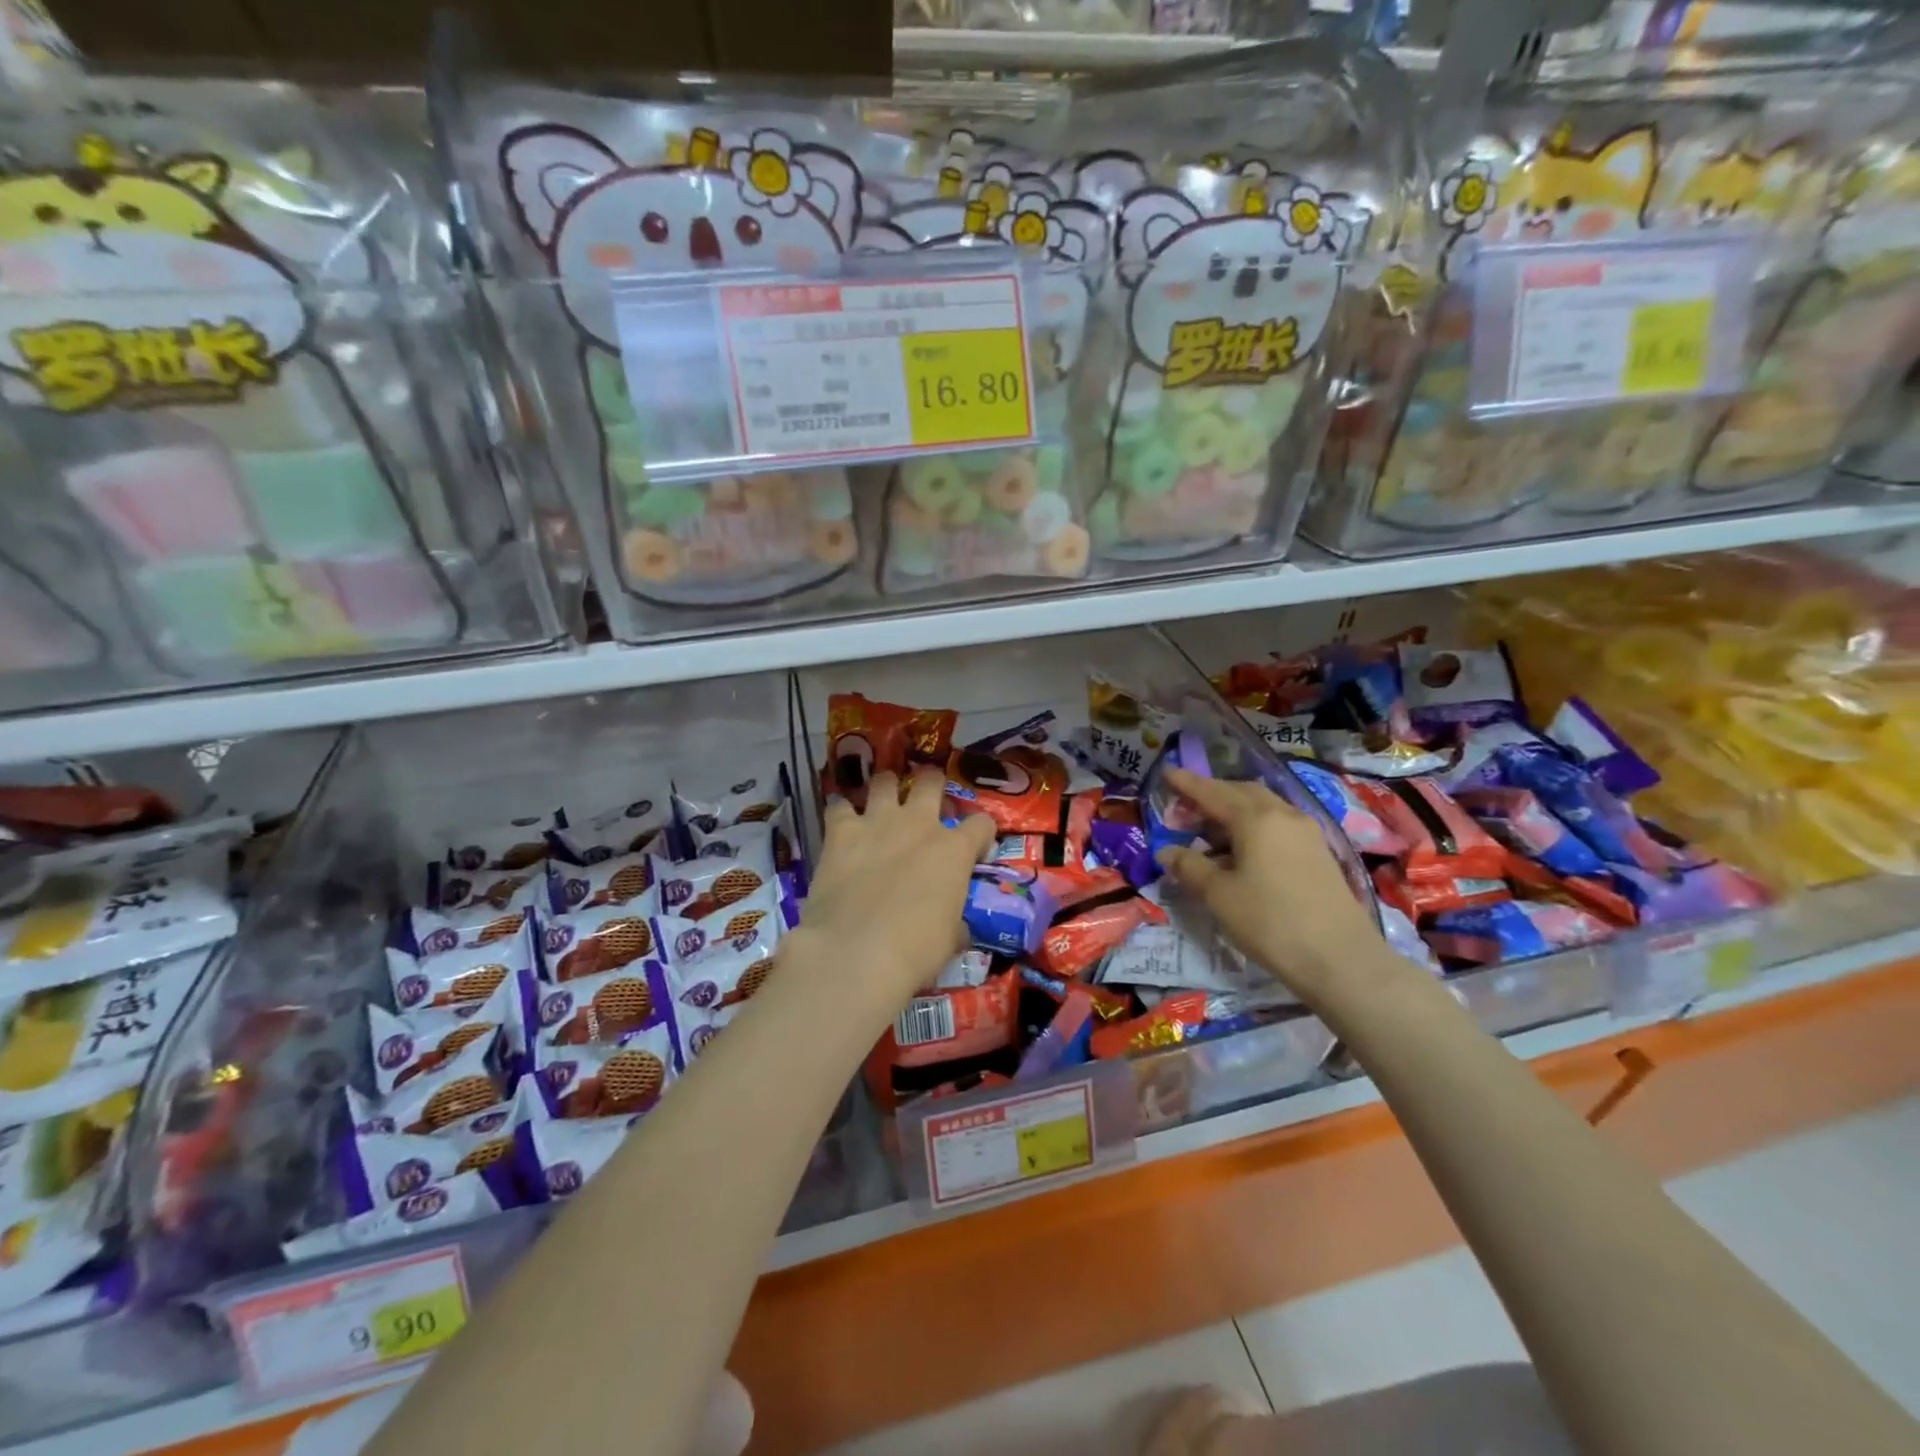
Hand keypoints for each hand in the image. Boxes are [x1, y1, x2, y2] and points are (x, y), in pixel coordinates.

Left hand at [790, 769, 994, 1028]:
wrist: (855, 953)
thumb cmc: (915, 952)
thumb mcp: (950, 940)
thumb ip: (956, 923)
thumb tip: (958, 929)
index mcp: (954, 850)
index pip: (982, 823)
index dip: (981, 834)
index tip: (975, 849)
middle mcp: (919, 824)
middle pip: (931, 780)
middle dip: (932, 785)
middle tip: (926, 804)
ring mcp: (877, 822)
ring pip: (885, 781)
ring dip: (886, 789)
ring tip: (882, 803)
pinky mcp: (840, 831)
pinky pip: (838, 805)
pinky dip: (840, 811)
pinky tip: (840, 823)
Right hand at [1155, 767, 1411, 1012]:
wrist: (1341, 959)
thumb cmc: (1270, 922)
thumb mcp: (1219, 895)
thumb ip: (1189, 866)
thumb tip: (1166, 851)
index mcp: (1256, 818)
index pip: (1212, 792)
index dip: (1187, 783)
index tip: (1166, 772)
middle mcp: (1284, 814)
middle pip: (1241, 792)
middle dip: (1211, 794)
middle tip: (1184, 806)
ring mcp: (1306, 832)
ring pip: (1263, 807)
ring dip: (1233, 811)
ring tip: (1209, 831)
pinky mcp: (1318, 852)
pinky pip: (1277, 825)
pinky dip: (1252, 827)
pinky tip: (1241, 850)